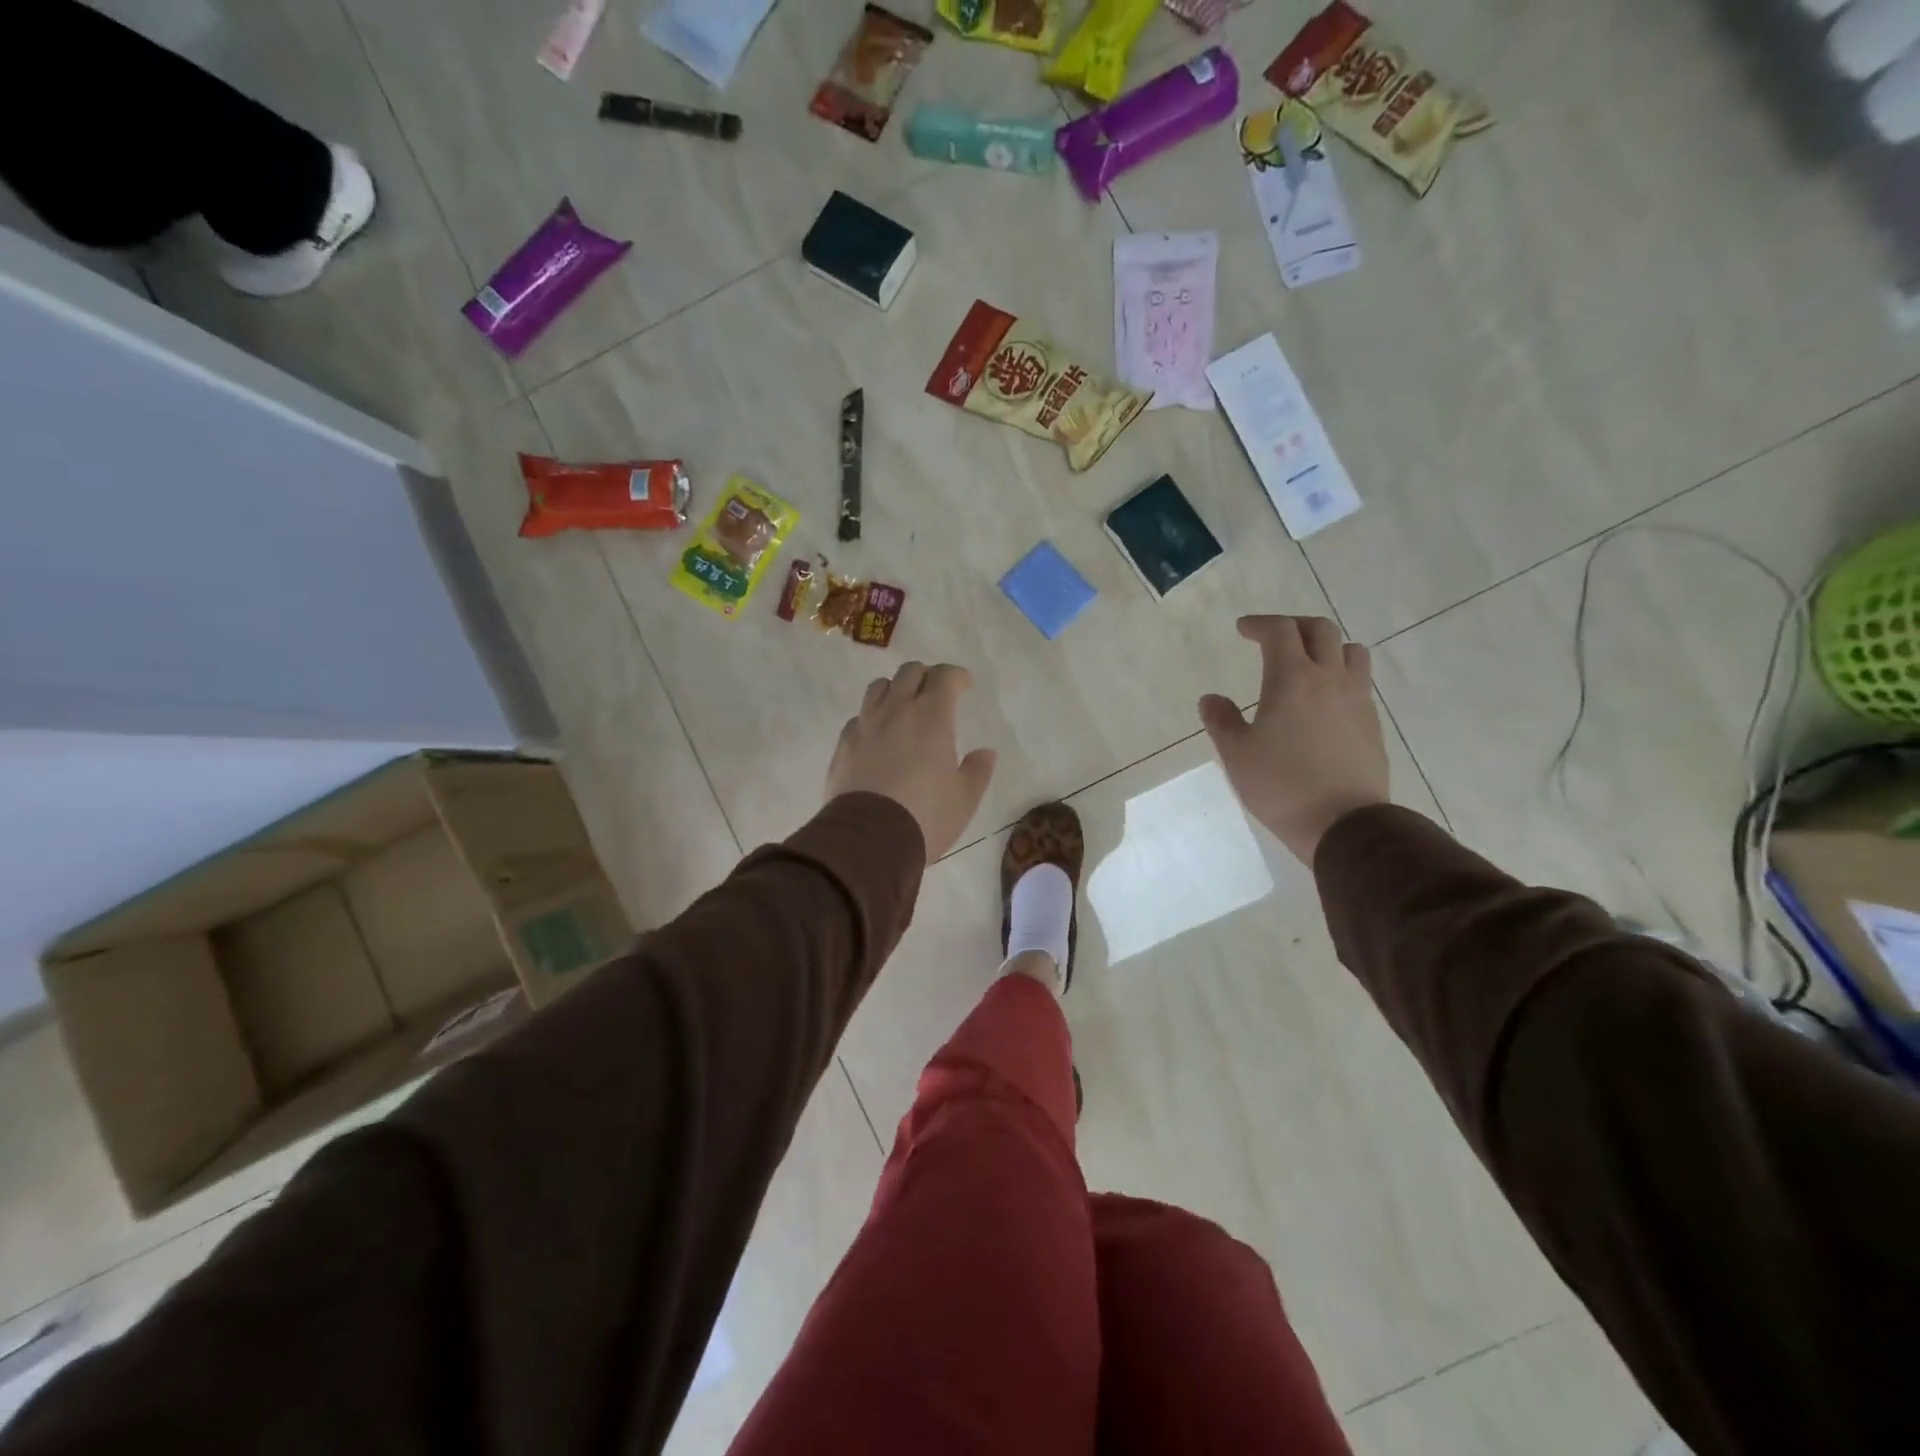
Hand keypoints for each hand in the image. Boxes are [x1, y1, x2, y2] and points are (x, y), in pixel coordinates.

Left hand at [827, 662, 997, 859]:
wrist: (868, 840)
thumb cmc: (926, 816)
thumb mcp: (964, 799)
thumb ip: (977, 771)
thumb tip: (985, 753)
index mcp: (932, 717)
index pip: (944, 676)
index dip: (956, 676)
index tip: (964, 686)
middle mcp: (896, 711)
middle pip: (909, 672)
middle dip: (926, 677)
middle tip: (935, 696)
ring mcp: (865, 726)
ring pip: (878, 688)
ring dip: (895, 690)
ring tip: (903, 710)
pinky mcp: (843, 745)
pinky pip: (859, 718)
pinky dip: (872, 719)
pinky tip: (878, 739)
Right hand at [1199, 615, 1388, 864]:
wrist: (1344, 823)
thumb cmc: (1281, 785)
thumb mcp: (1236, 754)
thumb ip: (1221, 720)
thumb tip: (1211, 699)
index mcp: (1292, 679)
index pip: (1280, 631)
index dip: (1260, 624)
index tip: (1243, 629)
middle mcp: (1329, 679)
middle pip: (1320, 630)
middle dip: (1294, 626)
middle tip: (1273, 637)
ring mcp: (1357, 699)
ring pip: (1351, 651)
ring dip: (1327, 647)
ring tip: (1308, 662)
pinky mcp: (1372, 723)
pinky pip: (1360, 682)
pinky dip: (1341, 675)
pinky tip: (1324, 700)